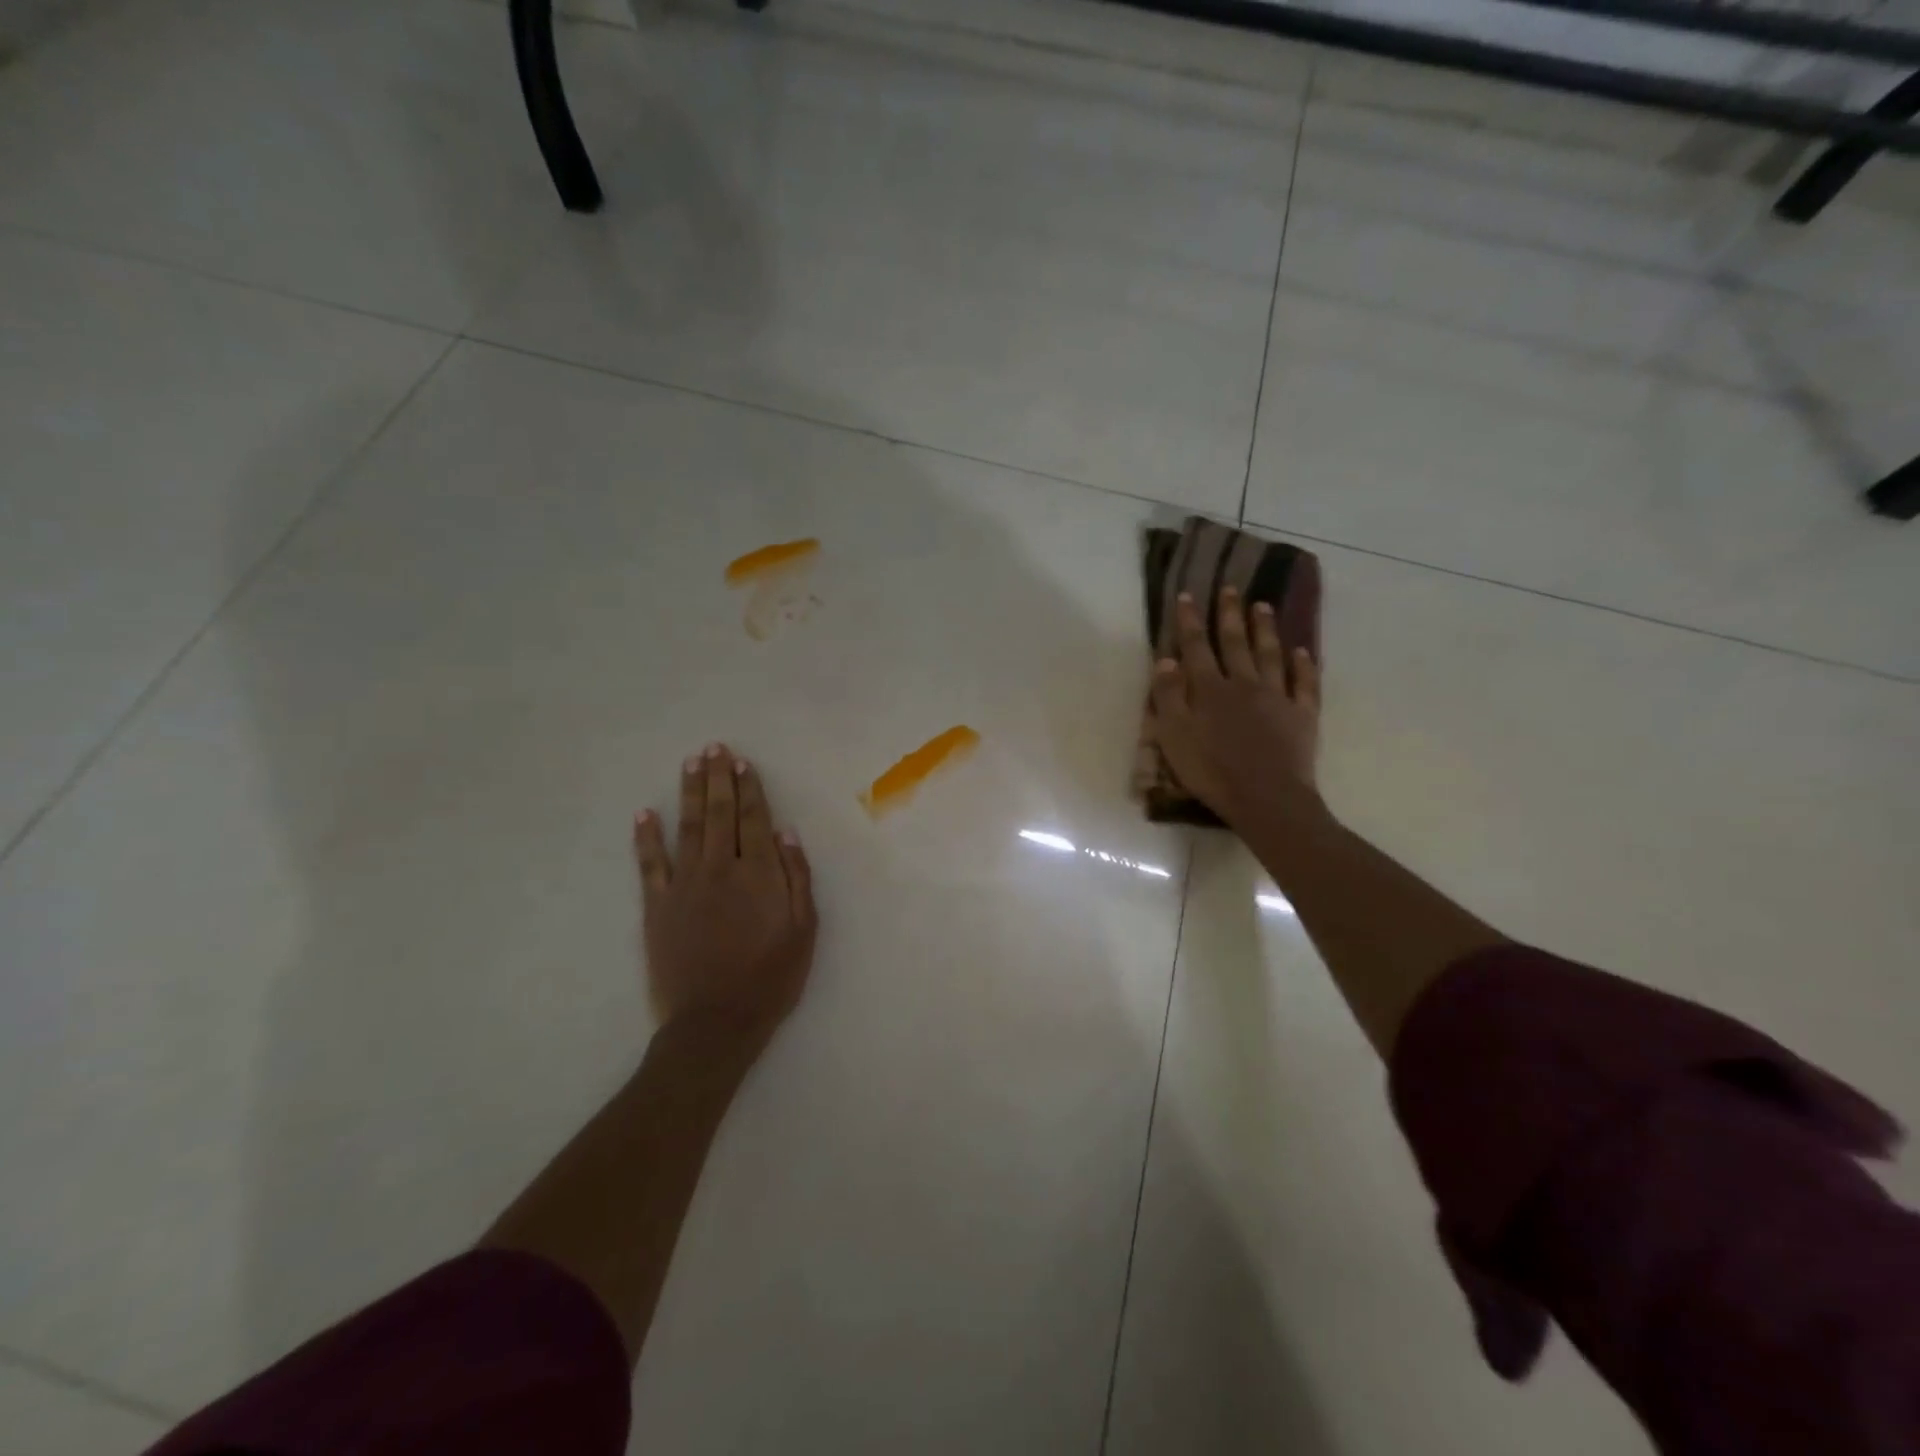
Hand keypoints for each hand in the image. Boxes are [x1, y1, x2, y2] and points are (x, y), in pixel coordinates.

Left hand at [634, 743, 817, 1056]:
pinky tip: (644, 813)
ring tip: (690, 763)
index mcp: (758, 873)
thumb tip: (787, 833)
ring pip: (687, 827)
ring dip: (689, 792)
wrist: (715, 1021)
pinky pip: (649, 863)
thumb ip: (797, 878)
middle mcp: (720, 868)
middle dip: (718, 778)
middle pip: (719, 813)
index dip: (749, 788)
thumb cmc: (770, 977)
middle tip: (714, 748)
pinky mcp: (657, 905)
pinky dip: (646, 837)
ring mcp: (685, 884)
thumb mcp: (804, 930)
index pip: (754, 819)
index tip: (742, 762)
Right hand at [1152, 588, 1322, 828]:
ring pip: (1270, 655)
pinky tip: (1303, 652)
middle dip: (1230, 615)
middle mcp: (1244, 684)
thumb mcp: (1174, 735)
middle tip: (1230, 588)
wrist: (1266, 798)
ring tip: (1263, 606)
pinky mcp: (1302, 716)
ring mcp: (1277, 697)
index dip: (1190, 621)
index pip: (1196, 647)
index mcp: (1210, 689)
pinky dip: (1304, 665)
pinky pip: (1305, 684)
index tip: (1187, 596)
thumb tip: (1167, 658)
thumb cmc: (1211, 771)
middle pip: (1235, 643)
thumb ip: (1168, 696)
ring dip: (1265, 629)